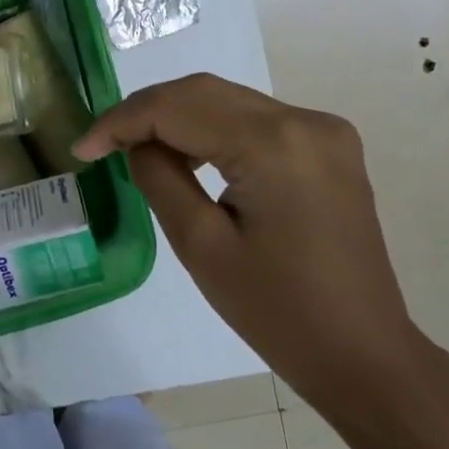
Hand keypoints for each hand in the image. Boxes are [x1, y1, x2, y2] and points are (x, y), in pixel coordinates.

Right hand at [74, 73, 440, 412]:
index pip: (177, 107)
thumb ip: (159, 178)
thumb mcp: (200, 246)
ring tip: (136, 148)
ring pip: (227, 100)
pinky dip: (212, 127)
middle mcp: (304, 120)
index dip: (121, 121)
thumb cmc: (278, 312)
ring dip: (176, 116)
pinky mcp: (329, 144)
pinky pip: (254, 118)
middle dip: (145, 112)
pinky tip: (188, 153)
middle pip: (202, 92)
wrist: (365, 356)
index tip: (83, 148)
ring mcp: (324, 129)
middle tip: (103, 144)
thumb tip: (139, 144)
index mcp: (273, 144)